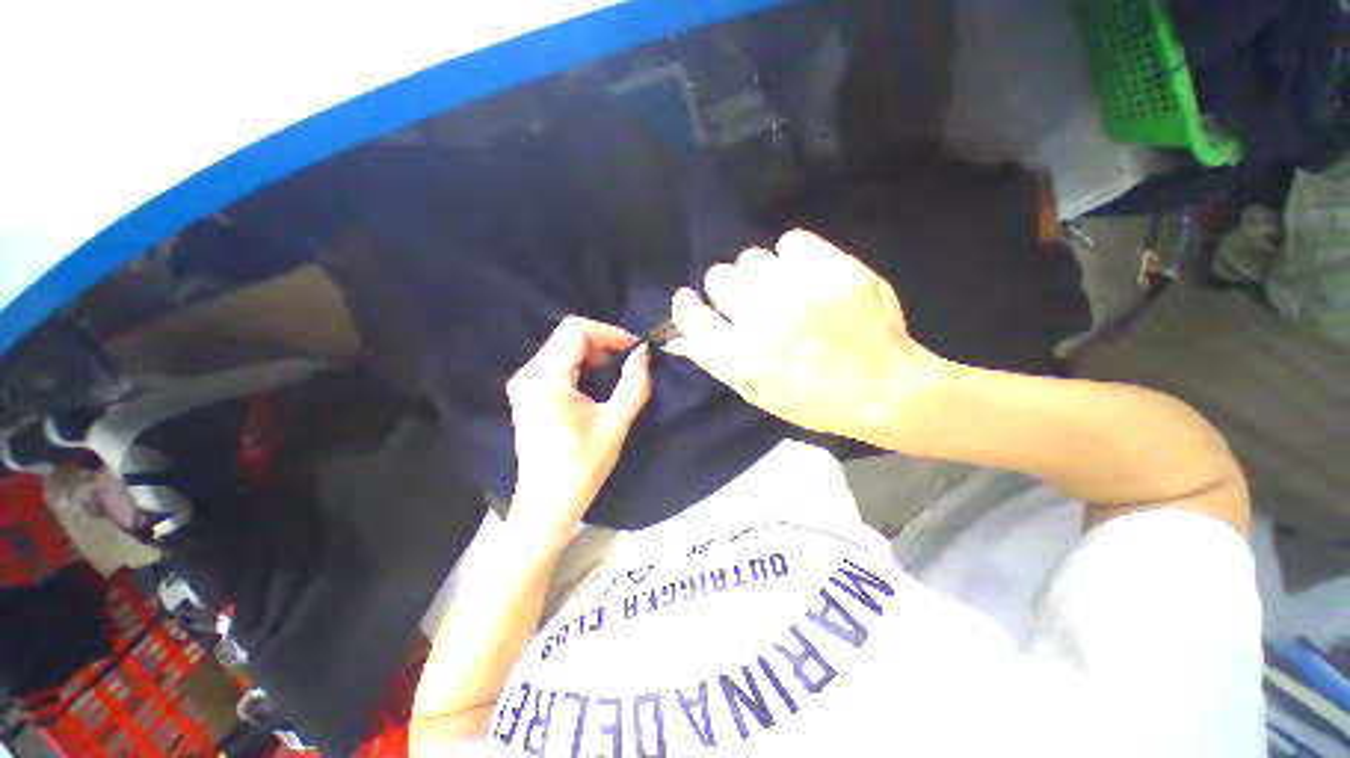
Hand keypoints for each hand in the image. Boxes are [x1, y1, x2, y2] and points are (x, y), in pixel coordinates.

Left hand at [505, 316, 651, 547]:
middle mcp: (528, 374)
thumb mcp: (616, 423)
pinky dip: (581, 364)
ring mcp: (524, 383)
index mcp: (546, 379)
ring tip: (618, 370)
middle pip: (568, 336)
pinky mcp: (527, 393)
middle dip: (603, 342)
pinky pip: (556, 364)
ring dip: (593, 353)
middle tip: (630, 359)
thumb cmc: (582, 466)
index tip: (635, 349)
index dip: (610, 333)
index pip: (576, 330)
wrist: (547, 504)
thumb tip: (643, 352)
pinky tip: (597, 380)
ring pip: (562, 348)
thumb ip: (634, 383)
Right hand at [668, 230, 943, 439]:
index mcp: (742, 359)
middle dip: (728, 290)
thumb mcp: (755, 392)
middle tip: (751, 304)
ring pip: (752, 257)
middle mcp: (766, 322)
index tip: (695, 303)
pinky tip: (805, 276)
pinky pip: (791, 241)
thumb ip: (713, 359)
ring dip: (760, 274)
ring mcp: (802, 293)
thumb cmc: (811, 400)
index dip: (689, 305)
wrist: (883, 391)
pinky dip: (793, 257)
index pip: (690, 313)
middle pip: (719, 276)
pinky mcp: (836, 270)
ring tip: (782, 292)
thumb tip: (676, 336)